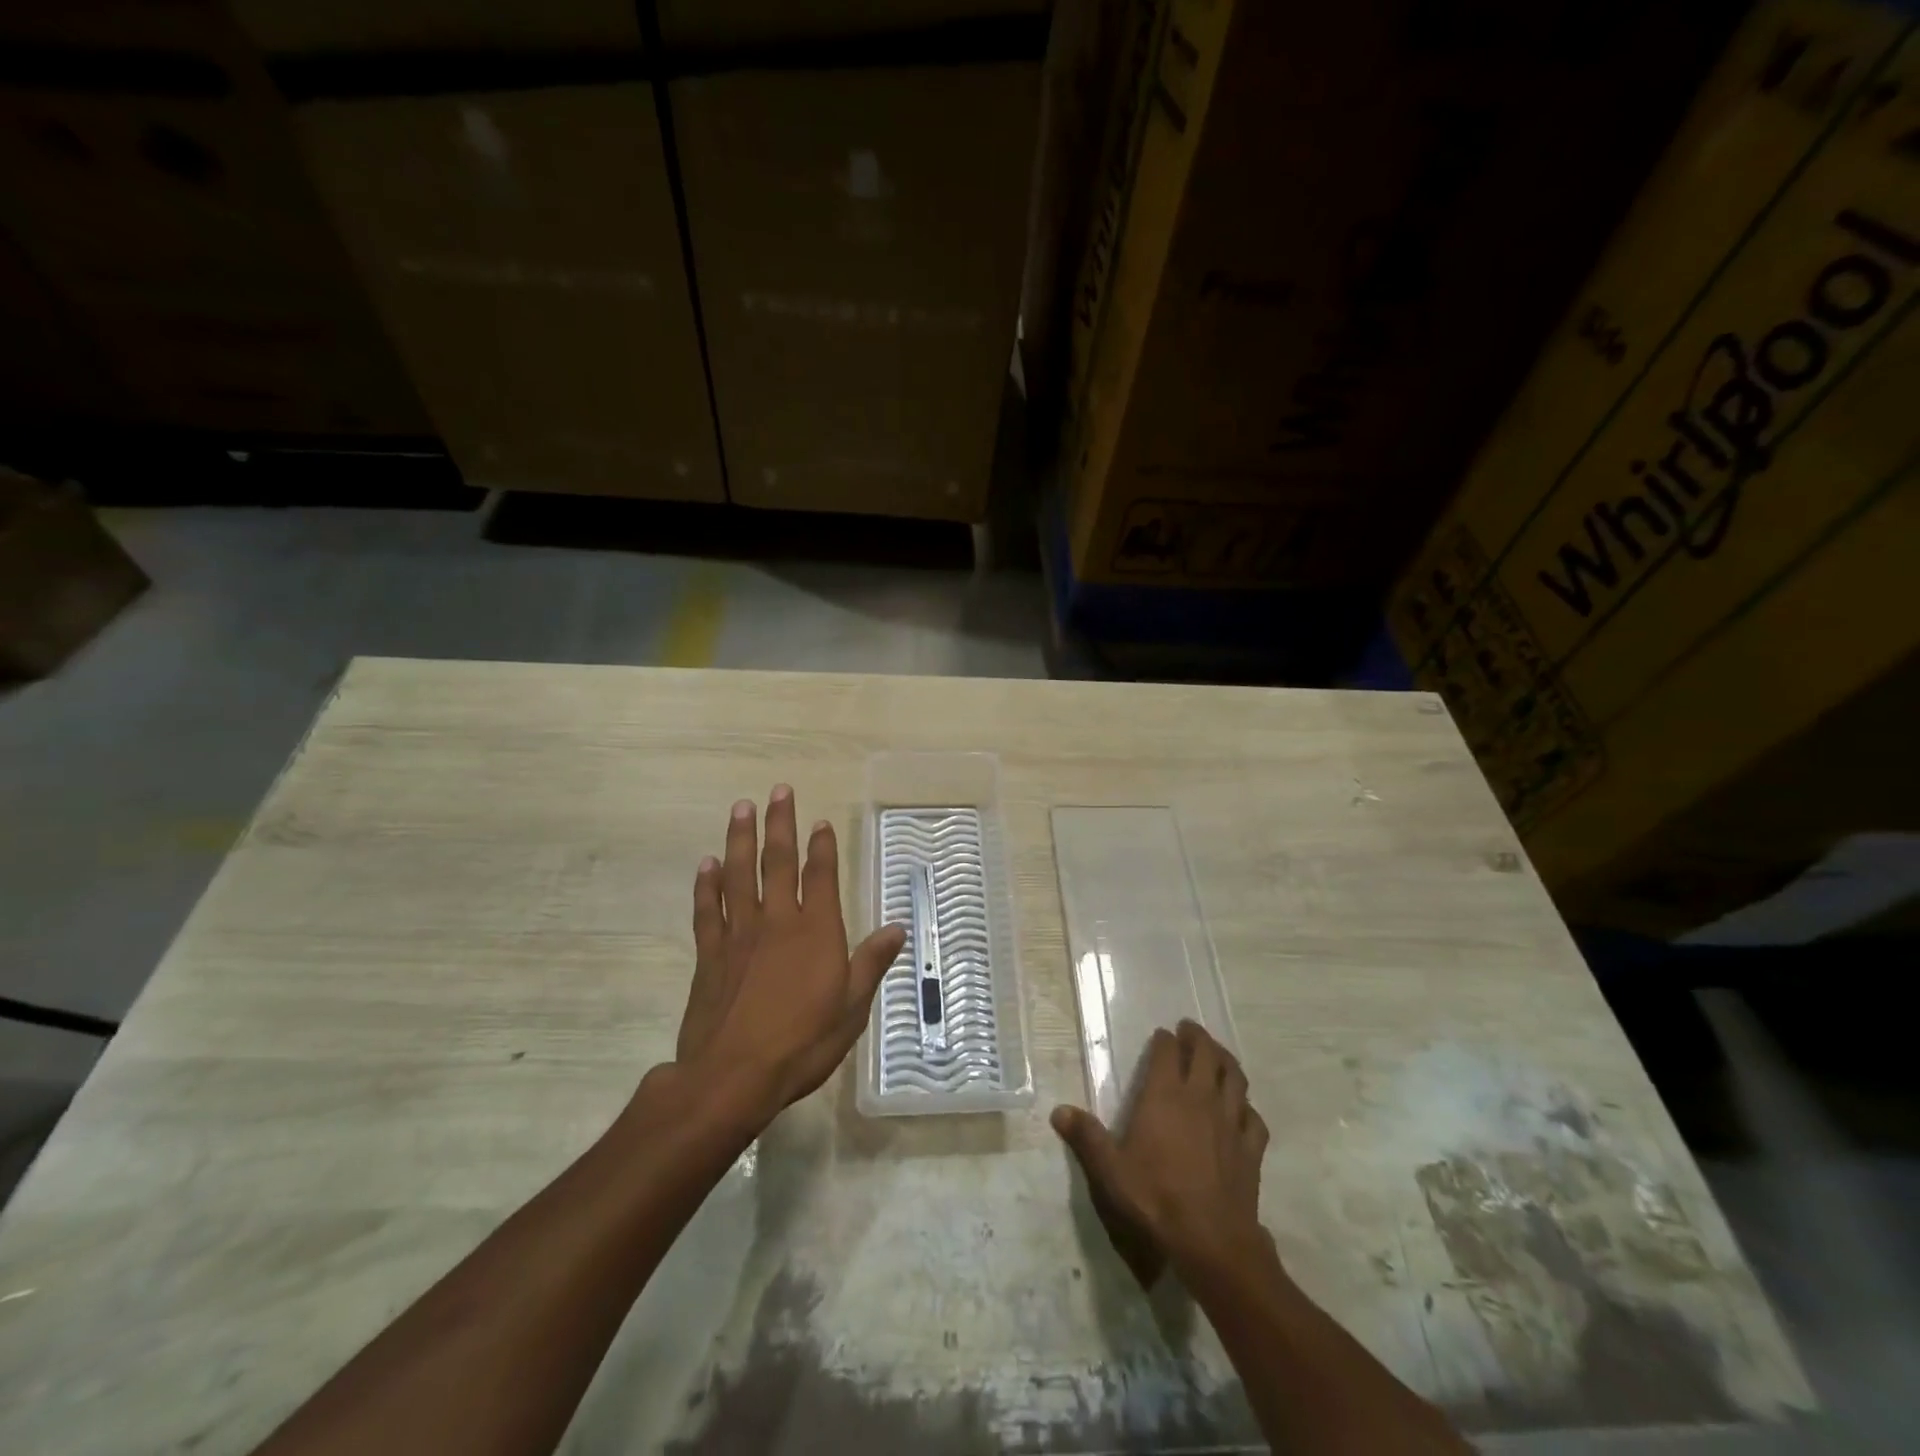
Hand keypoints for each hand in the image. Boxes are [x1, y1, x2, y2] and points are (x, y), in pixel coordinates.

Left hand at [671, 785, 905, 1124]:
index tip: (820, 821)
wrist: (732, 1076)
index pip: (820, 876)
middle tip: (778, 791)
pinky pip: (707, 909)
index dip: (822, 846)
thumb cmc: (802, 1043)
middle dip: (780, 824)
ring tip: (741, 808)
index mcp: (816, 931)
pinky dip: (706, 884)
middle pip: (778, 862)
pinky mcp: (709, 954)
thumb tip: (897, 928)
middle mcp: (777, 922)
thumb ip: (871, 963)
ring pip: (738, 874)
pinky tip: (707, 864)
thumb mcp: (851, 1008)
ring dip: (740, 839)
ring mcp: (738, 935)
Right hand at [1052, 1020, 1270, 1281]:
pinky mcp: (1251, 1149)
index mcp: (1165, 1096)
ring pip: (1235, 1078)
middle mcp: (1200, 1099)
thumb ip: (1087, 1137)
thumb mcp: (1111, 1170)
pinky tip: (1242, 1110)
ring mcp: (1230, 1122)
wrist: (1211, 1242)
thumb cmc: (1155, 1199)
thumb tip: (1058, 1111)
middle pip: (1206, 1054)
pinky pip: (1253, 1118)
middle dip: (1198, 1038)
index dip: (1165, 1040)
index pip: (1168, 1053)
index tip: (1162, 1034)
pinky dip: (1247, 1107)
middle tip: (1190, 1030)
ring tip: (1218, 1055)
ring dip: (1226, 1061)